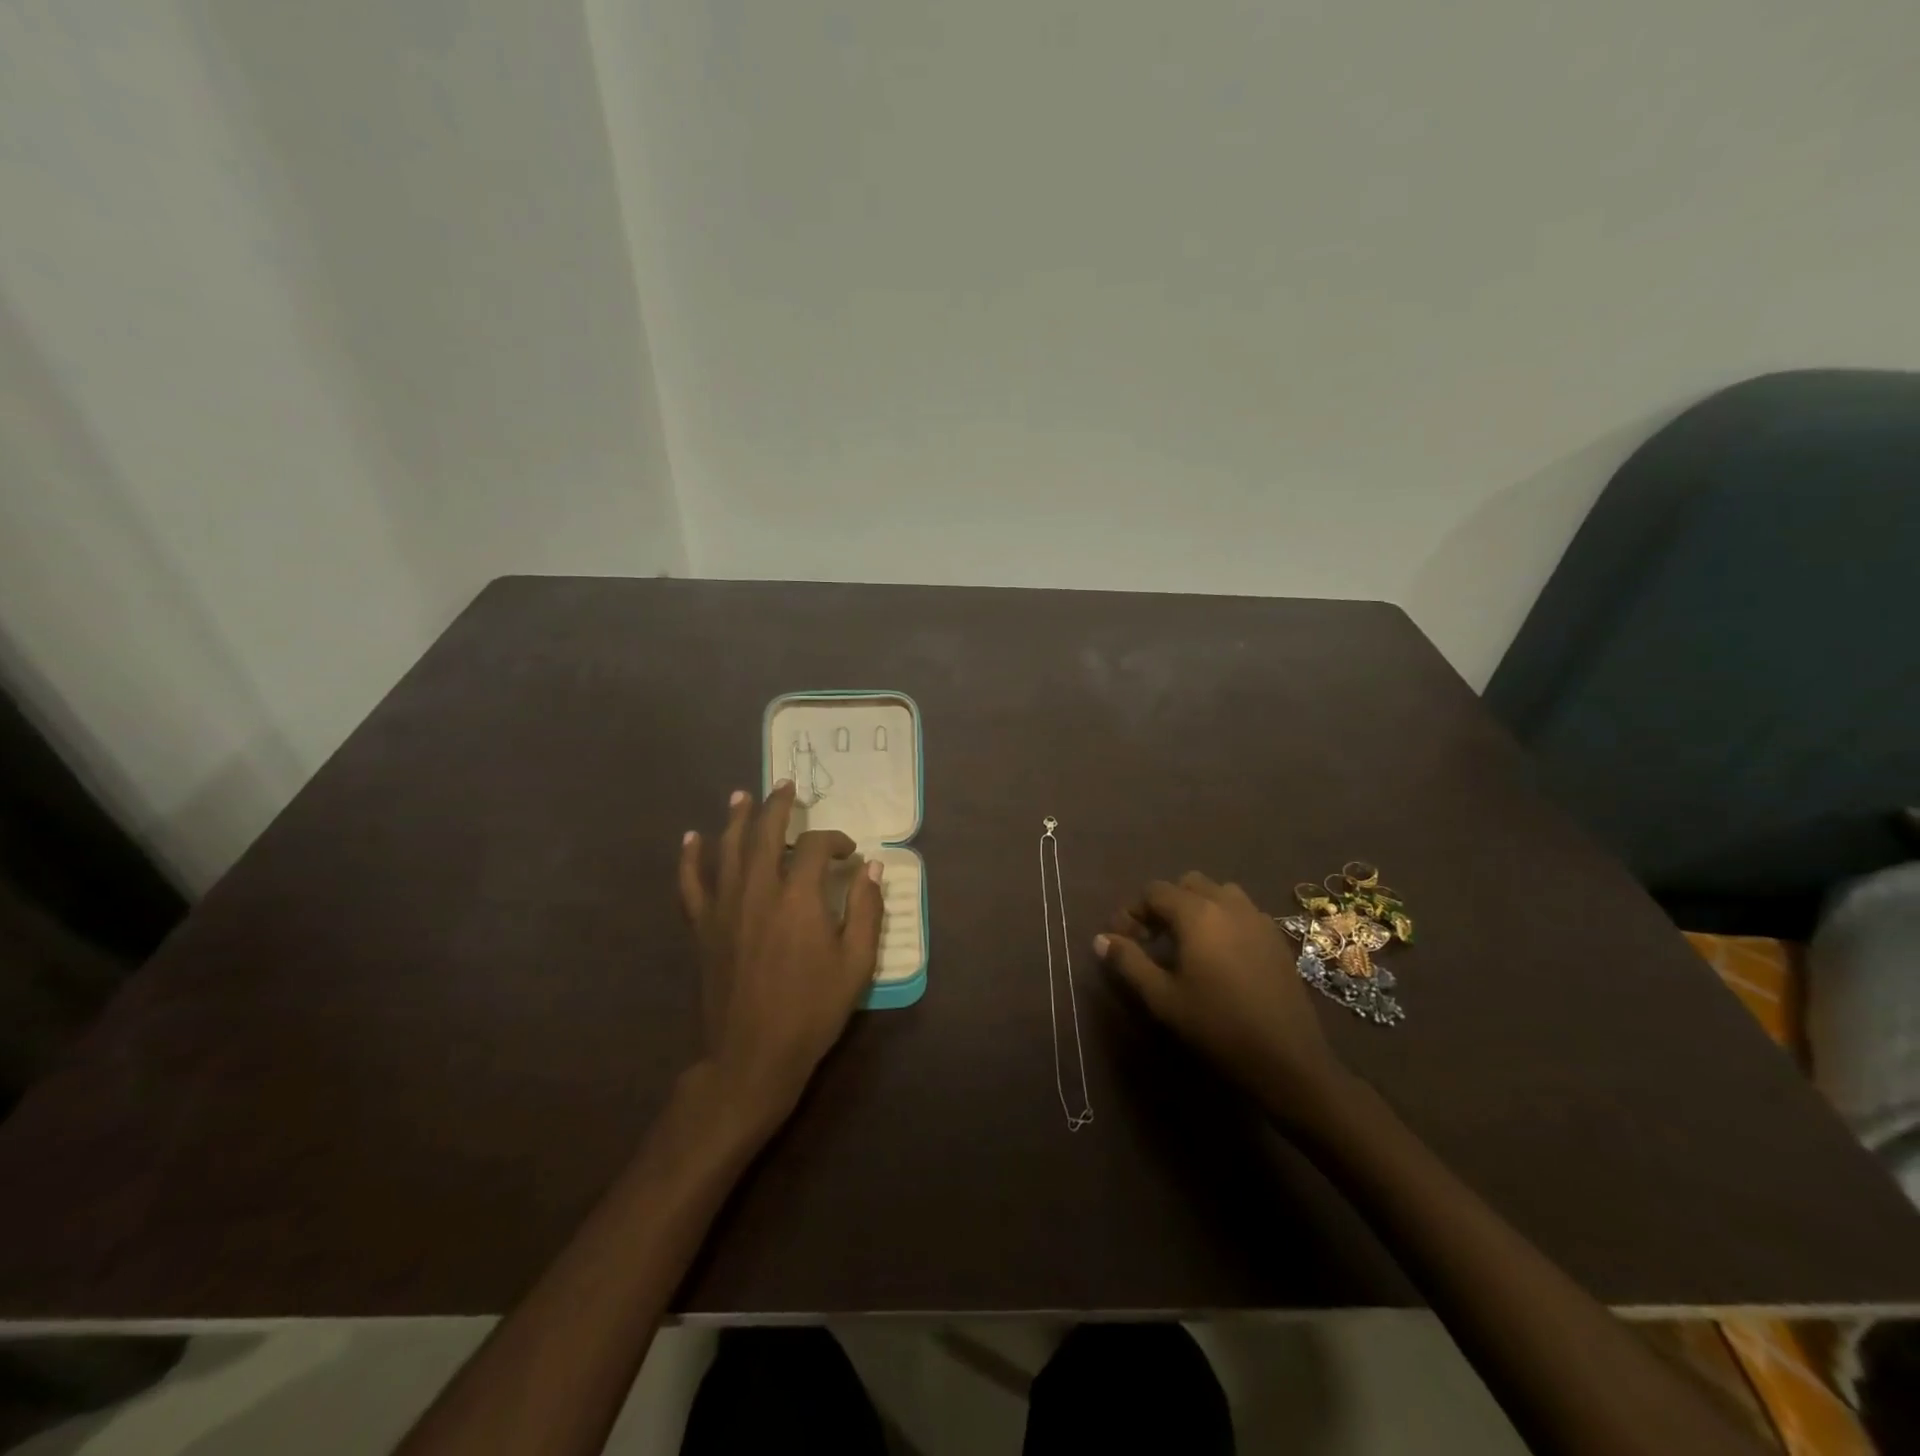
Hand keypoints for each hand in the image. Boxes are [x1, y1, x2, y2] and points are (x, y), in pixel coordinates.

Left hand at [677, 781, 883, 1132]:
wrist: (752, 1055)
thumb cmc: (812, 1010)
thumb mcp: (856, 964)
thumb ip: (867, 911)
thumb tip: (874, 869)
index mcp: (798, 897)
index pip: (816, 847)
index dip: (835, 841)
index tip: (850, 853)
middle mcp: (758, 890)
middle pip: (766, 833)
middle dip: (778, 805)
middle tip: (787, 785)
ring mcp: (724, 907)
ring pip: (728, 848)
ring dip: (737, 818)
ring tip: (743, 795)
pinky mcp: (703, 927)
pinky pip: (691, 883)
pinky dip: (690, 858)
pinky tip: (691, 838)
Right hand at [1097, 872, 1345, 1116]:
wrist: (1288, 1060)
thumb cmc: (1217, 1026)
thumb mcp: (1162, 998)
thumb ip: (1129, 962)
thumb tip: (1101, 939)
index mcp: (1197, 913)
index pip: (1154, 891)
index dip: (1132, 911)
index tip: (1122, 940)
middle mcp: (1228, 904)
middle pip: (1188, 884)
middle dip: (1165, 904)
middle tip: (1152, 938)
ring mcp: (1258, 918)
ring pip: (1219, 892)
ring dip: (1197, 907)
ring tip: (1187, 942)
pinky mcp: (1277, 938)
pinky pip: (1243, 911)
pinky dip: (1224, 919)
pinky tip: (1220, 954)